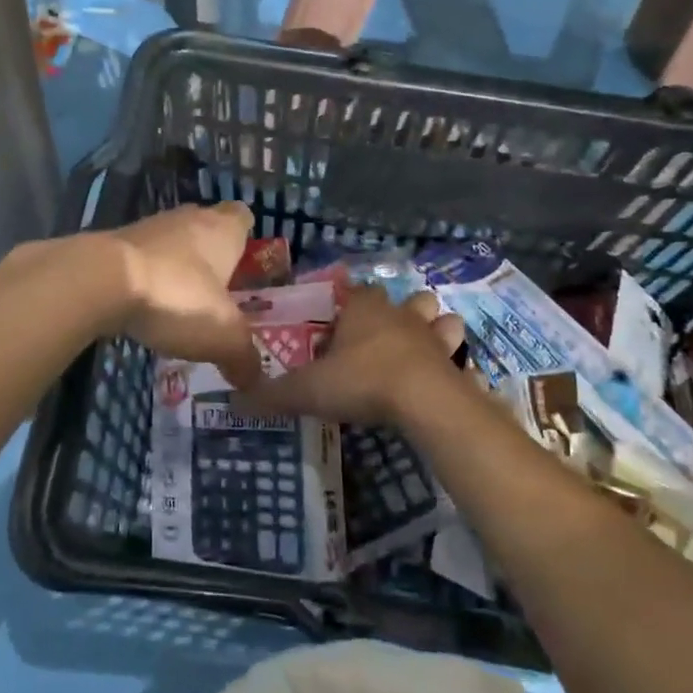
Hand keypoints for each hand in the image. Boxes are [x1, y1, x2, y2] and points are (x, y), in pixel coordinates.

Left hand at [101, 202, 262, 387]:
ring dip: (178, 270)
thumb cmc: (176, 297)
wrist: (99, 281)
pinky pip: (142, 261)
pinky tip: (147, 310)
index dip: (247, 239)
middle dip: (213, 259)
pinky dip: (148, 280)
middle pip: (207, 230)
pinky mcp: (115, 245)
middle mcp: (187, 219)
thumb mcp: (223, 335)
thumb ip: (244, 357)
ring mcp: (148, 228)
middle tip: (220, 295)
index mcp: (222, 229)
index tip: (247, 265)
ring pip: (173, 245)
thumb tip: (254, 380)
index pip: (242, 217)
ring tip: (182, 308)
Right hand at [240, 283, 463, 426]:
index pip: (357, 292)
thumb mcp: (308, 390)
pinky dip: (454, 365)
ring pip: (441, 318)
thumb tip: (234, 401)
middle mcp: (400, 314)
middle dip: (401, 311)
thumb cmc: (361, 381)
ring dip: (435, 329)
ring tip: (421, 351)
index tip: (341, 323)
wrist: (422, 400)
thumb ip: (272, 394)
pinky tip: (443, 381)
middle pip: (406, 299)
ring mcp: (433, 336)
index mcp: (363, 309)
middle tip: (383, 338)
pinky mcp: (455, 362)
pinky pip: (458, 357)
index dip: (349, 303)